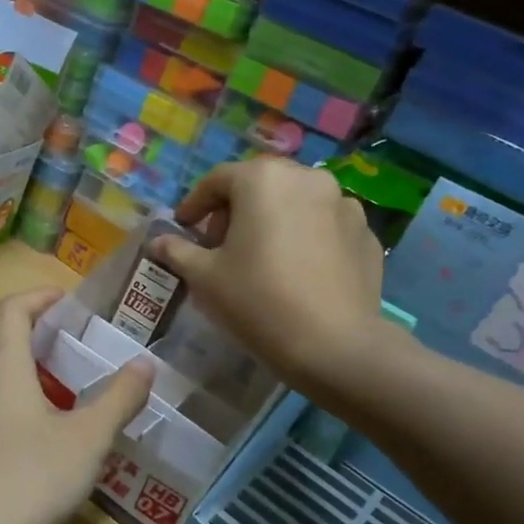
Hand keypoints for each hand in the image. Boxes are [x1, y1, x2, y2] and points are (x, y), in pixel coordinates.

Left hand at [0, 289, 152, 523]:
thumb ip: (119, 398)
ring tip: (61, 387)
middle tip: (72, 344)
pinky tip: (38, 433)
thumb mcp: (88, 439)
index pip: (11, 309)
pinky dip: (12, 399)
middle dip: (34, 332)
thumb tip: (145, 363)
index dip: (38, 297)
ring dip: (23, 369)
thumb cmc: (31, 477)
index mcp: (2, 366)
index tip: (67, 301)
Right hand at [148, 159, 403, 401]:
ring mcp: (343, 204)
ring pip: (294, 202)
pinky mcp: (366, 233)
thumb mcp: (204, 277)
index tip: (184, 228)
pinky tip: (295, 270)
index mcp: (262, 179)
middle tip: (219, 246)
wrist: (335, 345)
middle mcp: (306, 178)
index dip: (195, 204)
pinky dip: (304, 236)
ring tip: (260, 257)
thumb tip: (157, 242)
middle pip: (259, 185)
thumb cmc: (257, 300)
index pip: (217, 180)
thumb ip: (177, 250)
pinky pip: (323, 225)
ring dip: (272, 220)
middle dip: (234, 210)